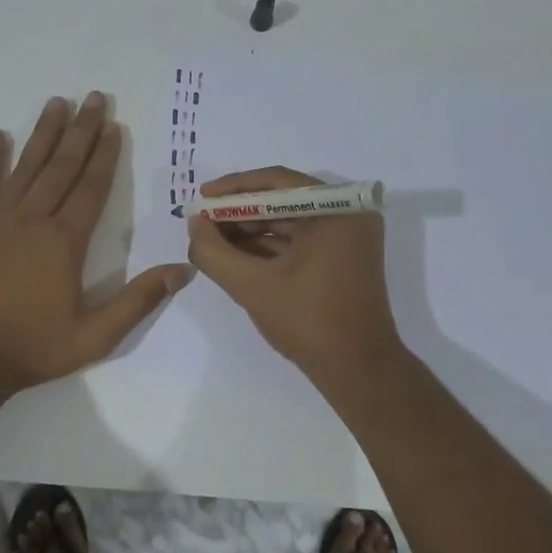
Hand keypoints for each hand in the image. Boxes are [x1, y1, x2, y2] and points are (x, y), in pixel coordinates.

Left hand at [0, 93, 191, 391]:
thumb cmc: (34, 348)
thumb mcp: (97, 335)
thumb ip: (139, 300)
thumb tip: (183, 270)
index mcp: (65, 242)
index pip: (91, 188)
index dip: (105, 156)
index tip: (114, 126)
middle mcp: (33, 220)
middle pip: (61, 167)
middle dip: (81, 131)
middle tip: (94, 98)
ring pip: (25, 168)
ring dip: (43, 134)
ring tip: (56, 102)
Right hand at [185, 167, 403, 380]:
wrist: (357, 371)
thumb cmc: (308, 322)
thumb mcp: (252, 286)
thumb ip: (214, 252)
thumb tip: (194, 223)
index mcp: (337, 210)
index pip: (277, 182)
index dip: (234, 189)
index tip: (200, 197)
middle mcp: (348, 214)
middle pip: (282, 200)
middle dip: (239, 213)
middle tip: (201, 223)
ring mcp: (347, 237)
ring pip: (288, 222)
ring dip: (249, 231)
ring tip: (211, 241)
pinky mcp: (342, 258)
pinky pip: (299, 241)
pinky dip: (267, 247)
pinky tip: (234, 256)